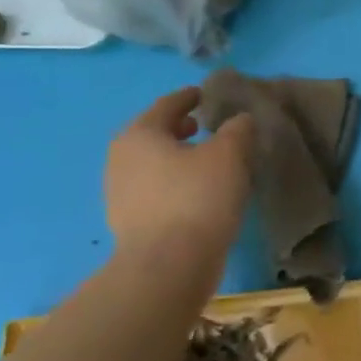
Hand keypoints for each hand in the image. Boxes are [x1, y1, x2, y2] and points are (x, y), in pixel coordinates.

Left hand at [104, 89, 252, 259]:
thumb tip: (239, 120)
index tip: (206, 94)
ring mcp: (120, 193)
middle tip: (207, 126)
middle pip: (155, 134)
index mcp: (140, 134)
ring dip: (179, 157)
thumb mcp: (230, 154)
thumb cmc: (198, 197)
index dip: (190, 97)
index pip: (167, 105)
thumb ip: (237, 129)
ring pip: (154, 163)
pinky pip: (156, 189)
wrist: (168, 265)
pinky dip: (176, 182)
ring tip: (209, 161)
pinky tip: (200, 192)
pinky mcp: (130, 221)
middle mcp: (121, 159)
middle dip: (181, 128)